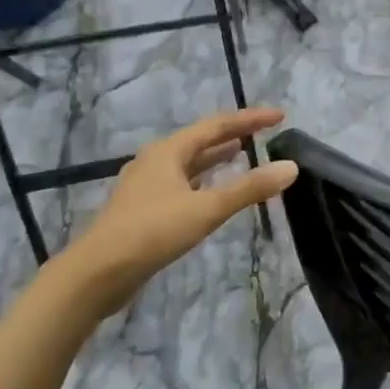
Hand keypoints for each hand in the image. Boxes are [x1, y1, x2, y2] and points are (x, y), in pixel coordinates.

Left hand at [59, 108, 298, 315]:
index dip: (249, 119)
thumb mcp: (207, 208)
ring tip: (241, 153)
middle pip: (200, 140)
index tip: (280, 116)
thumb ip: (250, 188)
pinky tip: (212, 191)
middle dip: (233, 135)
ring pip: (189, 162)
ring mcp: (147, 185)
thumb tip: (291, 167)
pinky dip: (203, 180)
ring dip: (216, 157)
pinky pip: (182, 183)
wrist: (98, 273)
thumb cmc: (153, 231)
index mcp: (168, 151)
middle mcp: (156, 161)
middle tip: (263, 133)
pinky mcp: (144, 209)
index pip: (217, 125)